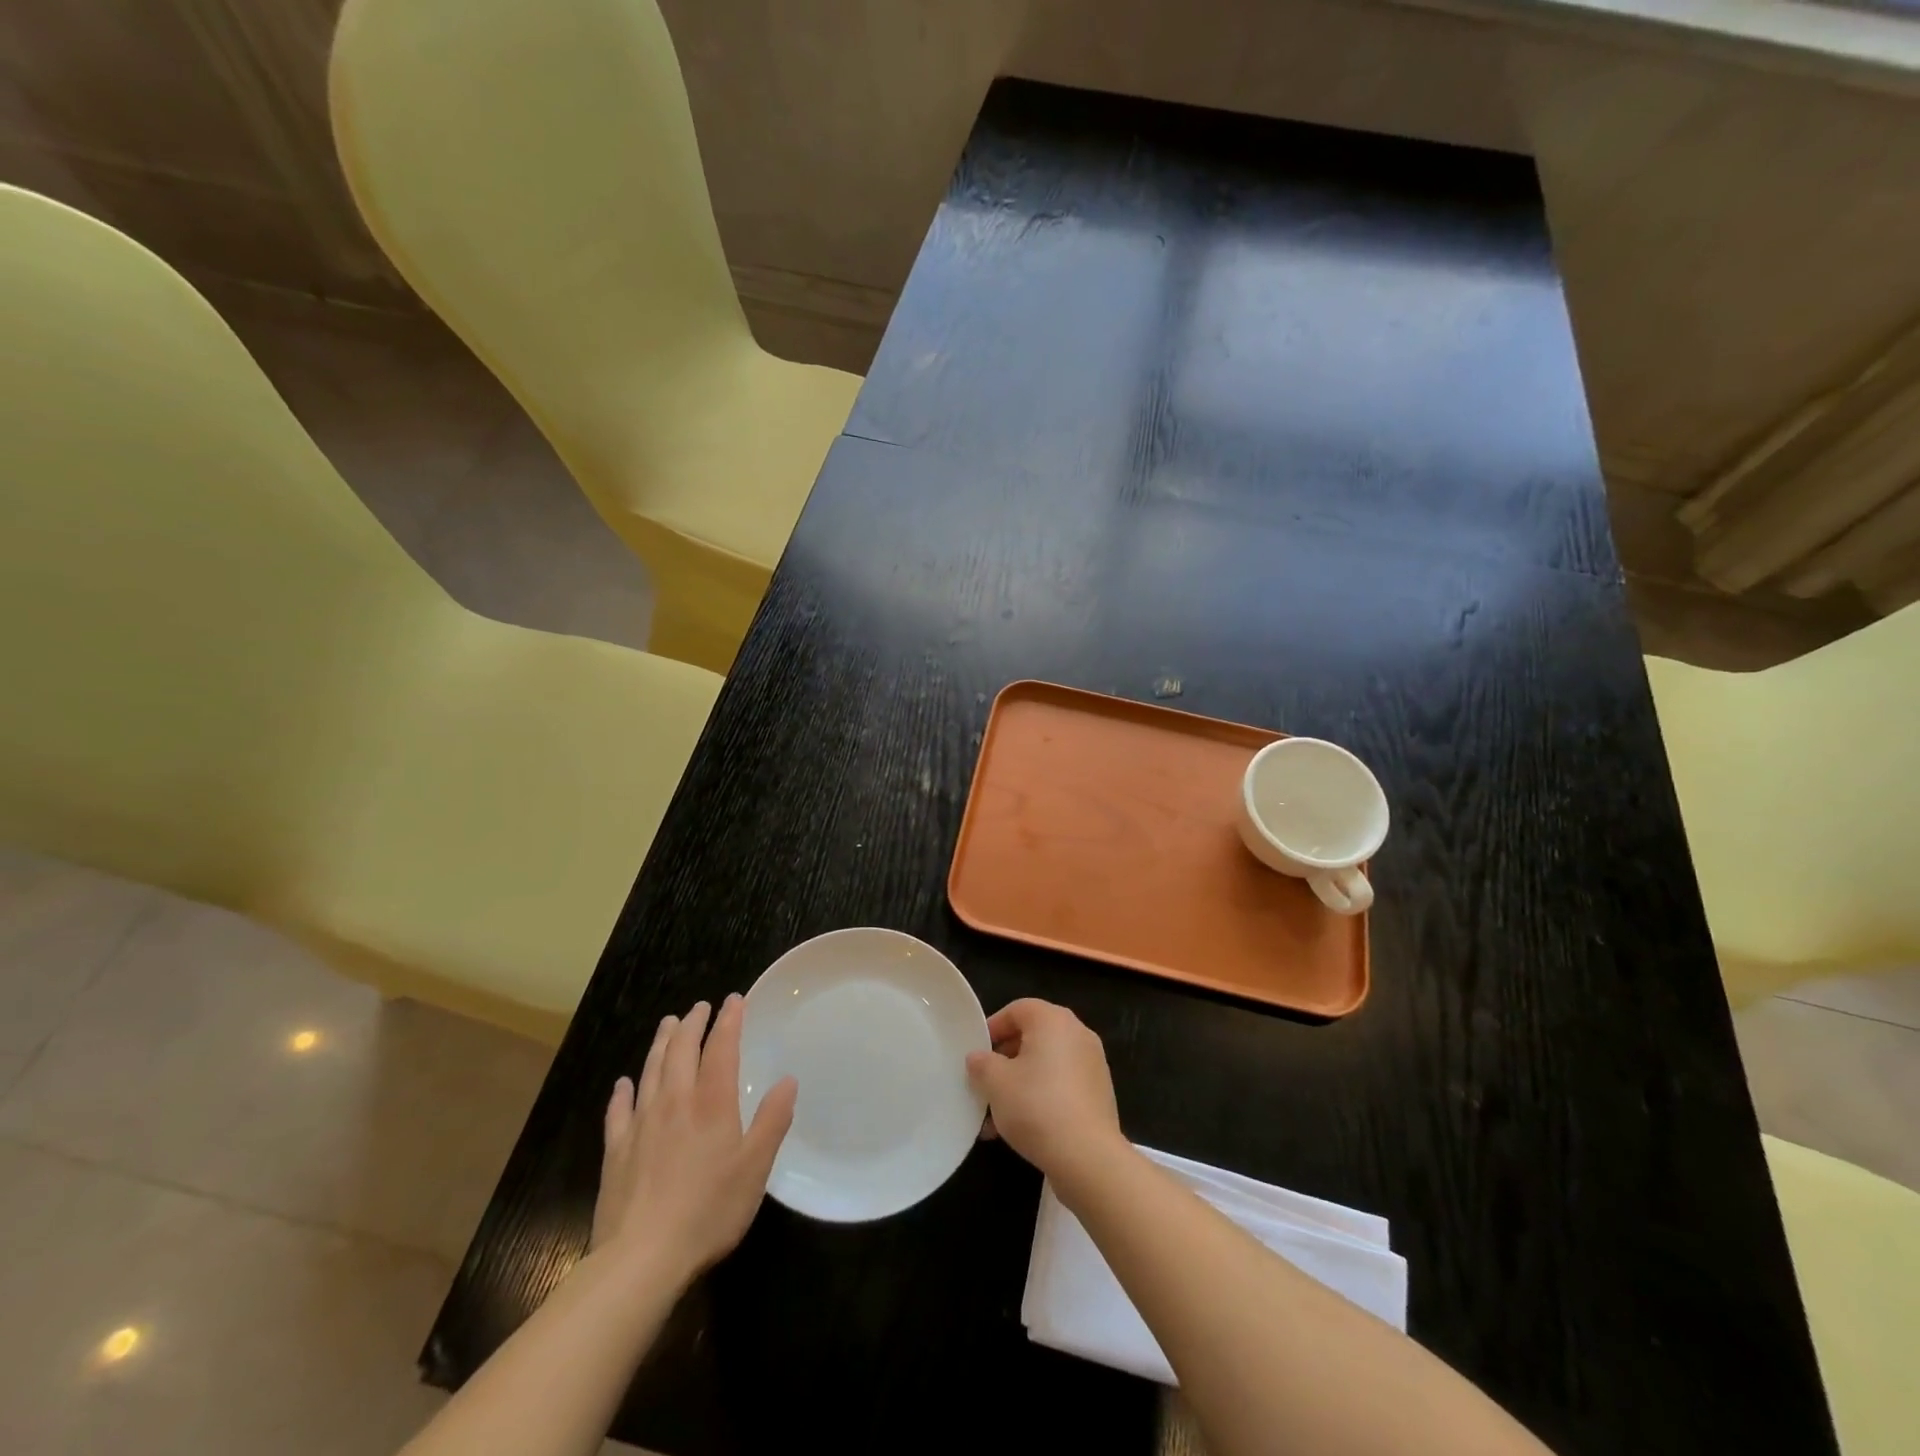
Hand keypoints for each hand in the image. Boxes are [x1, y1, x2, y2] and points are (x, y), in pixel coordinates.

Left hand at [590, 995, 797, 1283]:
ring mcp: (641, 1125)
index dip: (728, 1021)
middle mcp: (675, 1103)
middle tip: (699, 1007)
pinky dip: (622, 1092)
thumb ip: (772, 1120)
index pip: (721, 1048)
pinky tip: (623, 1084)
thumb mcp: (755, 1168)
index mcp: (711, 1103)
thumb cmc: (708, 1210)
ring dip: (660, 1044)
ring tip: (667, 1024)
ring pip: (650, 1071)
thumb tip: (788, 1080)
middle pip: (680, 1051)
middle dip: (692, 1024)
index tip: (734, 1000)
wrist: (641, 1258)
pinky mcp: (616, 1152)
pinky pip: (618, 1111)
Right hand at [966, 999, 1124, 1193]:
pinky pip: (1062, 1084)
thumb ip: (981, 1064)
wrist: (1088, 1158)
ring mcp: (1092, 1063)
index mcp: (1053, 1020)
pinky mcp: (1099, 1093)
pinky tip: (1021, 1128)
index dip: (993, 1028)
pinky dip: (1042, 1096)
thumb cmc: (1037, 1107)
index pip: (1017, 1009)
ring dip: (1020, 1083)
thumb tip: (978, 1058)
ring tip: (996, 1117)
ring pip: (1046, 1064)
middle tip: (985, 1084)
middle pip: (1033, 1036)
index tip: (977, 1054)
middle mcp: (1077, 1033)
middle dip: (1005, 1060)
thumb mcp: (996, 1083)